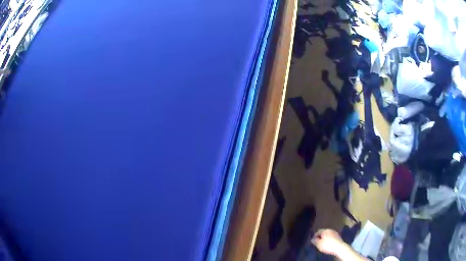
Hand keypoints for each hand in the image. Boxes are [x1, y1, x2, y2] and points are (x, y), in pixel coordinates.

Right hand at [311, 229, 345, 255]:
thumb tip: (312, 239)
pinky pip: (332, 237)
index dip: (314, 236)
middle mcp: (330, 230)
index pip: (318, 231)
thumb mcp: (319, 244)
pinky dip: (329, 240)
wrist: (339, 247)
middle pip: (323, 233)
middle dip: (320, 237)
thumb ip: (315, 241)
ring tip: (323, 244)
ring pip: (328, 235)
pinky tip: (329, 244)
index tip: (313, 241)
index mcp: (325, 230)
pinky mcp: (338, 237)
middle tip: (318, 242)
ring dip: (325, 238)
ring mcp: (335, 233)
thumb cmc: (327, 245)